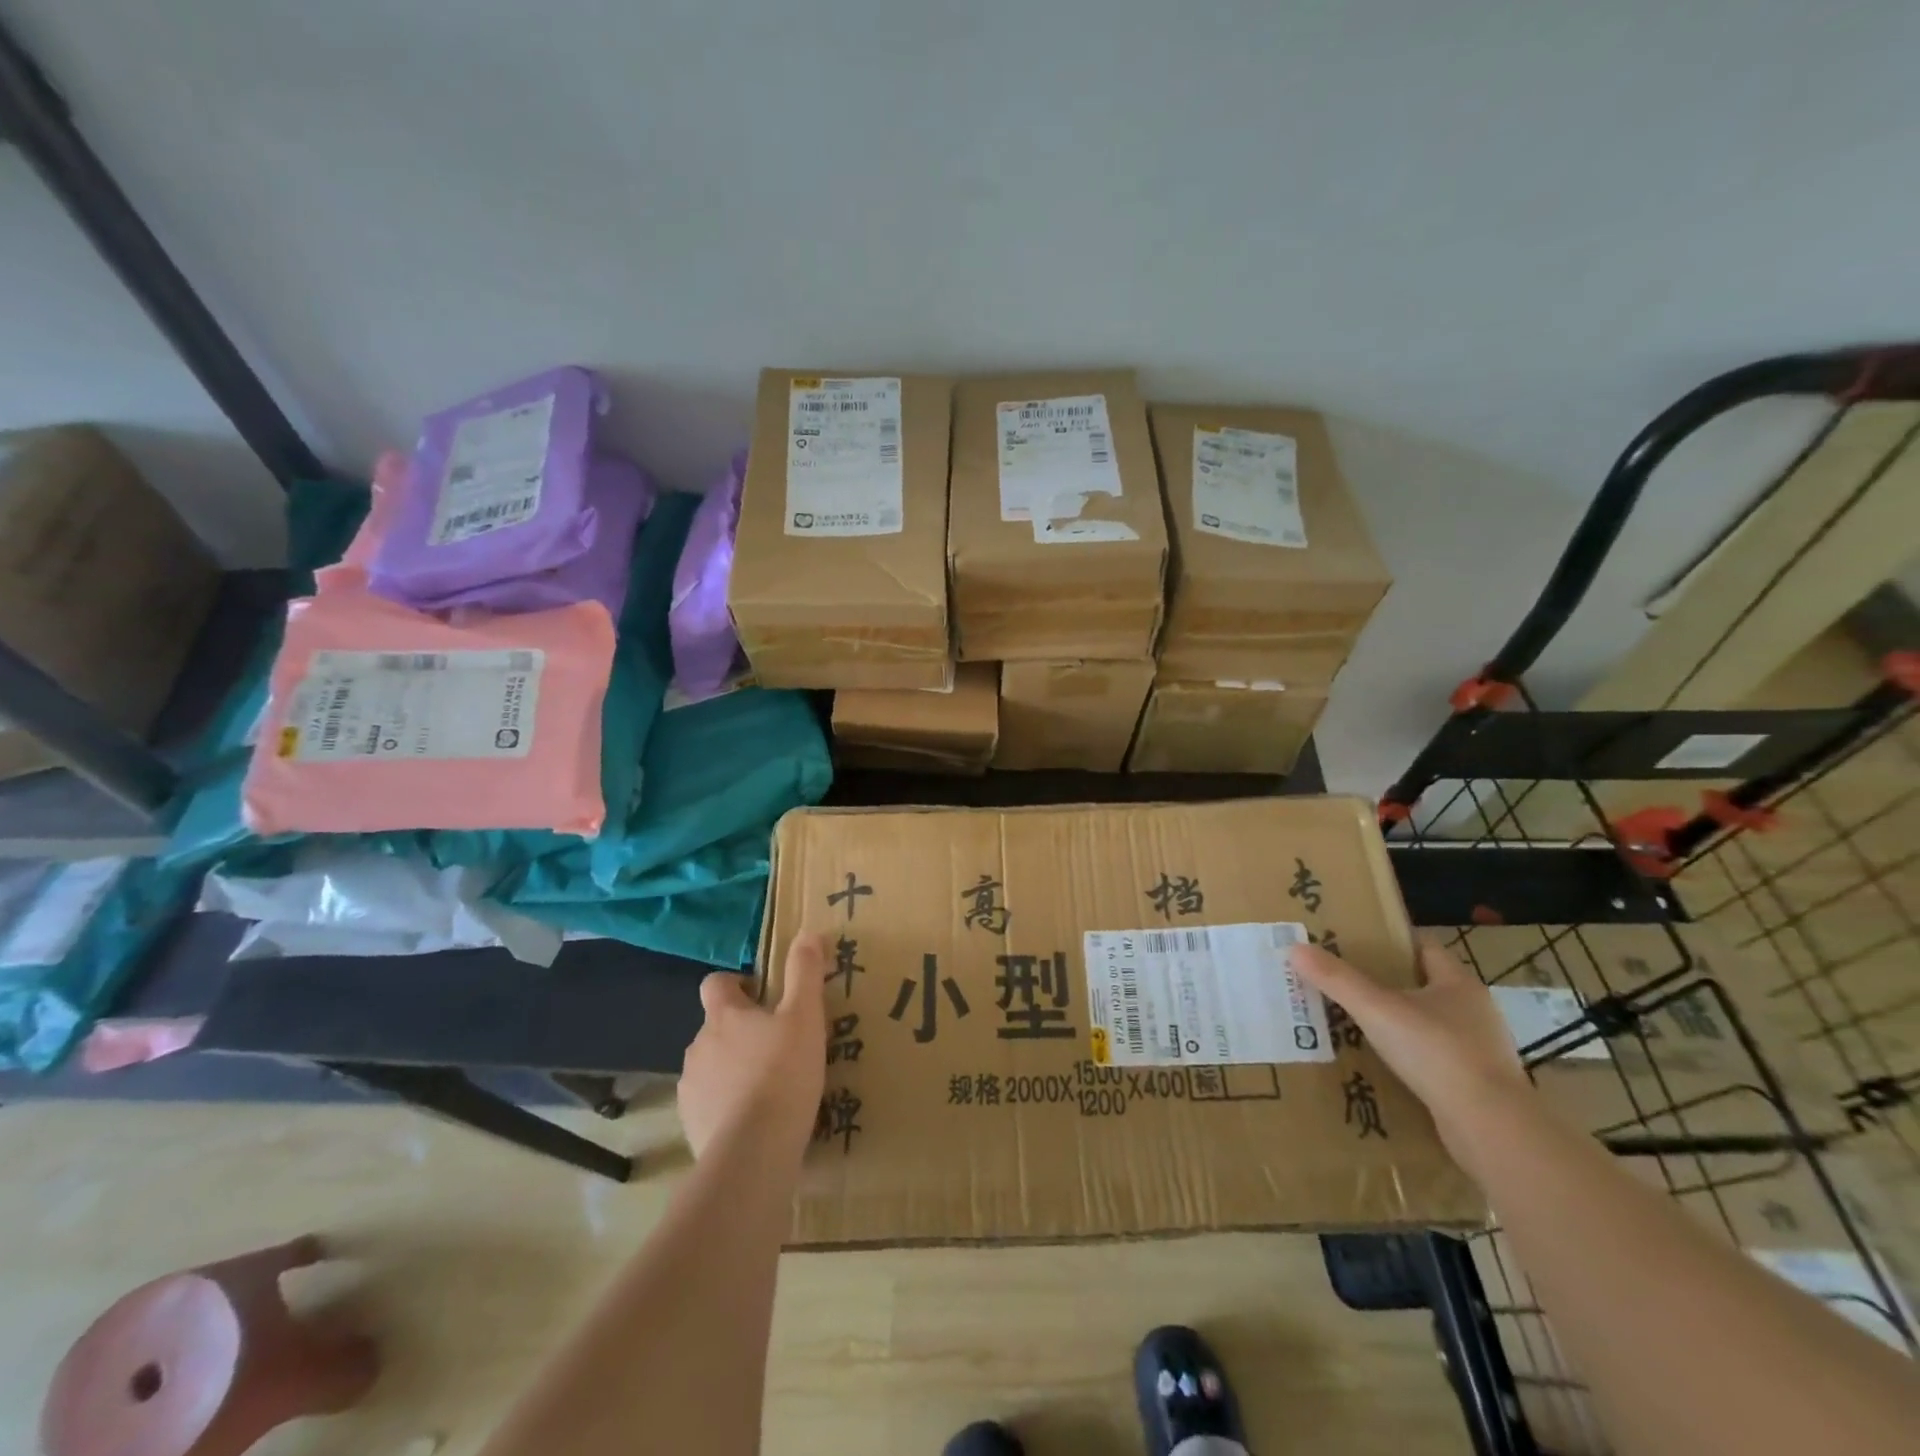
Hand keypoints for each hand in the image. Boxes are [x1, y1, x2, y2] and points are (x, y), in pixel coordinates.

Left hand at [679, 932, 827, 1163]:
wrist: (753, 1151)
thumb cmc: (783, 1073)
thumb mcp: (805, 1016)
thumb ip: (804, 972)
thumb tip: (806, 932)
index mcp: (724, 1015)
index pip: (715, 983)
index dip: (736, 984)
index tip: (761, 995)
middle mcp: (699, 1045)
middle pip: (716, 1026)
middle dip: (741, 1031)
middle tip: (778, 1045)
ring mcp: (690, 1087)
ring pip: (712, 1064)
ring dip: (734, 1068)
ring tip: (770, 1086)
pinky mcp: (690, 1124)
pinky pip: (710, 1103)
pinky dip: (727, 1104)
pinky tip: (756, 1120)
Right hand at [1290, 938, 1528, 1154]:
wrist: (1491, 1129)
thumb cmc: (1437, 1053)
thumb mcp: (1377, 1010)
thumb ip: (1337, 979)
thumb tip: (1295, 948)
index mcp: (1459, 983)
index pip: (1424, 947)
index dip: (1391, 941)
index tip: (1356, 942)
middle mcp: (1475, 1011)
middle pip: (1426, 984)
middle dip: (1388, 982)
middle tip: (1346, 982)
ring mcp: (1480, 1049)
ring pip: (1431, 1023)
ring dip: (1400, 1022)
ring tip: (1359, 1023)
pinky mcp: (1478, 1084)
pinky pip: (1437, 1059)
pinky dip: (1412, 1057)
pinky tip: (1384, 1064)